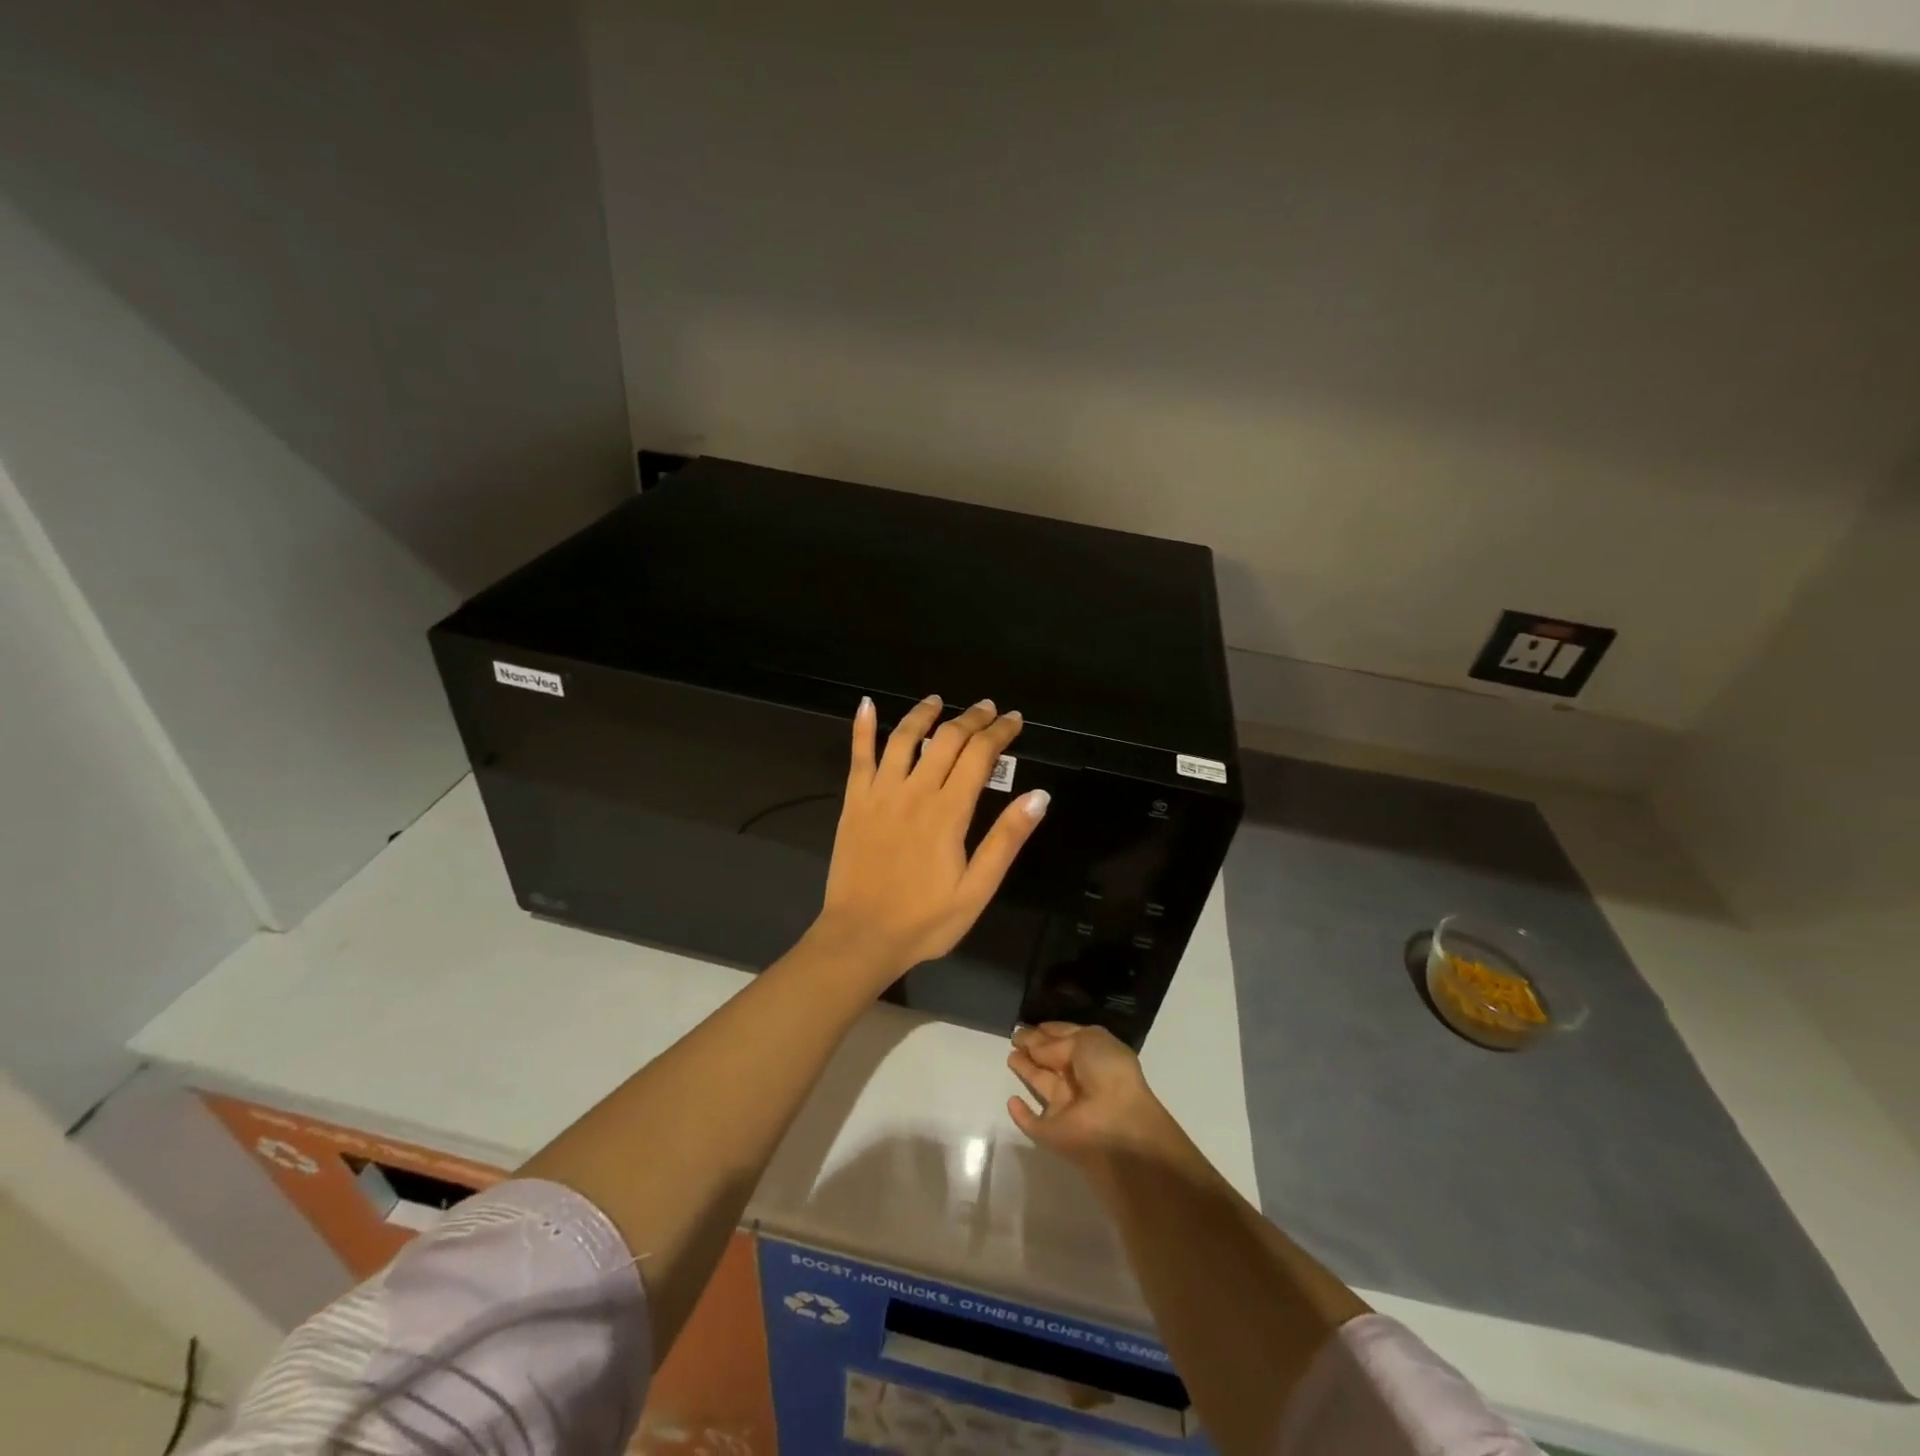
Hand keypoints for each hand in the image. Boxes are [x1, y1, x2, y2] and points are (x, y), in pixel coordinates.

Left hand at [808, 694, 1048, 989]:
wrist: (861, 937)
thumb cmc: (926, 920)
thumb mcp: (978, 889)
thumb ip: (1006, 839)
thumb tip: (1038, 795)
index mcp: (948, 812)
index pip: (980, 756)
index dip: (1000, 732)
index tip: (1014, 719)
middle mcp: (914, 791)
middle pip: (947, 739)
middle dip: (971, 718)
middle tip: (987, 707)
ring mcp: (879, 794)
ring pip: (903, 739)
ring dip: (923, 714)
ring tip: (938, 701)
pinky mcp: (854, 802)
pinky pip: (858, 757)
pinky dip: (862, 728)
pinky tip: (867, 705)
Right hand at [1006, 1022, 1174, 1168]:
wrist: (1119, 1126)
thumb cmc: (1108, 1074)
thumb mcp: (1087, 1041)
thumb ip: (1056, 1041)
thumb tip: (1034, 1046)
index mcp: (1094, 1056)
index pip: (1066, 1039)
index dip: (1047, 1031)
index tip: (1027, 1025)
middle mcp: (1080, 1080)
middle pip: (1052, 1060)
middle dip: (1034, 1047)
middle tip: (1014, 1036)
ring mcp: (1066, 1108)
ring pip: (1042, 1085)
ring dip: (1026, 1070)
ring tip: (1010, 1055)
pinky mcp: (1053, 1132)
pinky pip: (1034, 1123)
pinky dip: (1022, 1115)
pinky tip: (1012, 1101)